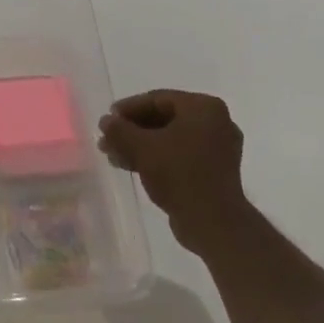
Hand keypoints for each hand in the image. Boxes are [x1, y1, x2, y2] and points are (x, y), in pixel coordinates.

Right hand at [98, 90, 245, 250]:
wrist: (213, 223)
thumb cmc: (179, 174)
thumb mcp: (142, 148)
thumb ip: (120, 130)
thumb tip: (106, 121)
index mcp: (204, 108)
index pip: (158, 99)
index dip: (128, 108)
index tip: (107, 119)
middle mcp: (215, 122)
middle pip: (164, 118)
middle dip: (132, 130)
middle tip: (107, 139)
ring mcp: (217, 148)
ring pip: (169, 138)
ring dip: (140, 145)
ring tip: (112, 155)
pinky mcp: (213, 171)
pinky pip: (179, 155)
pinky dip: (156, 157)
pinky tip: (130, 166)